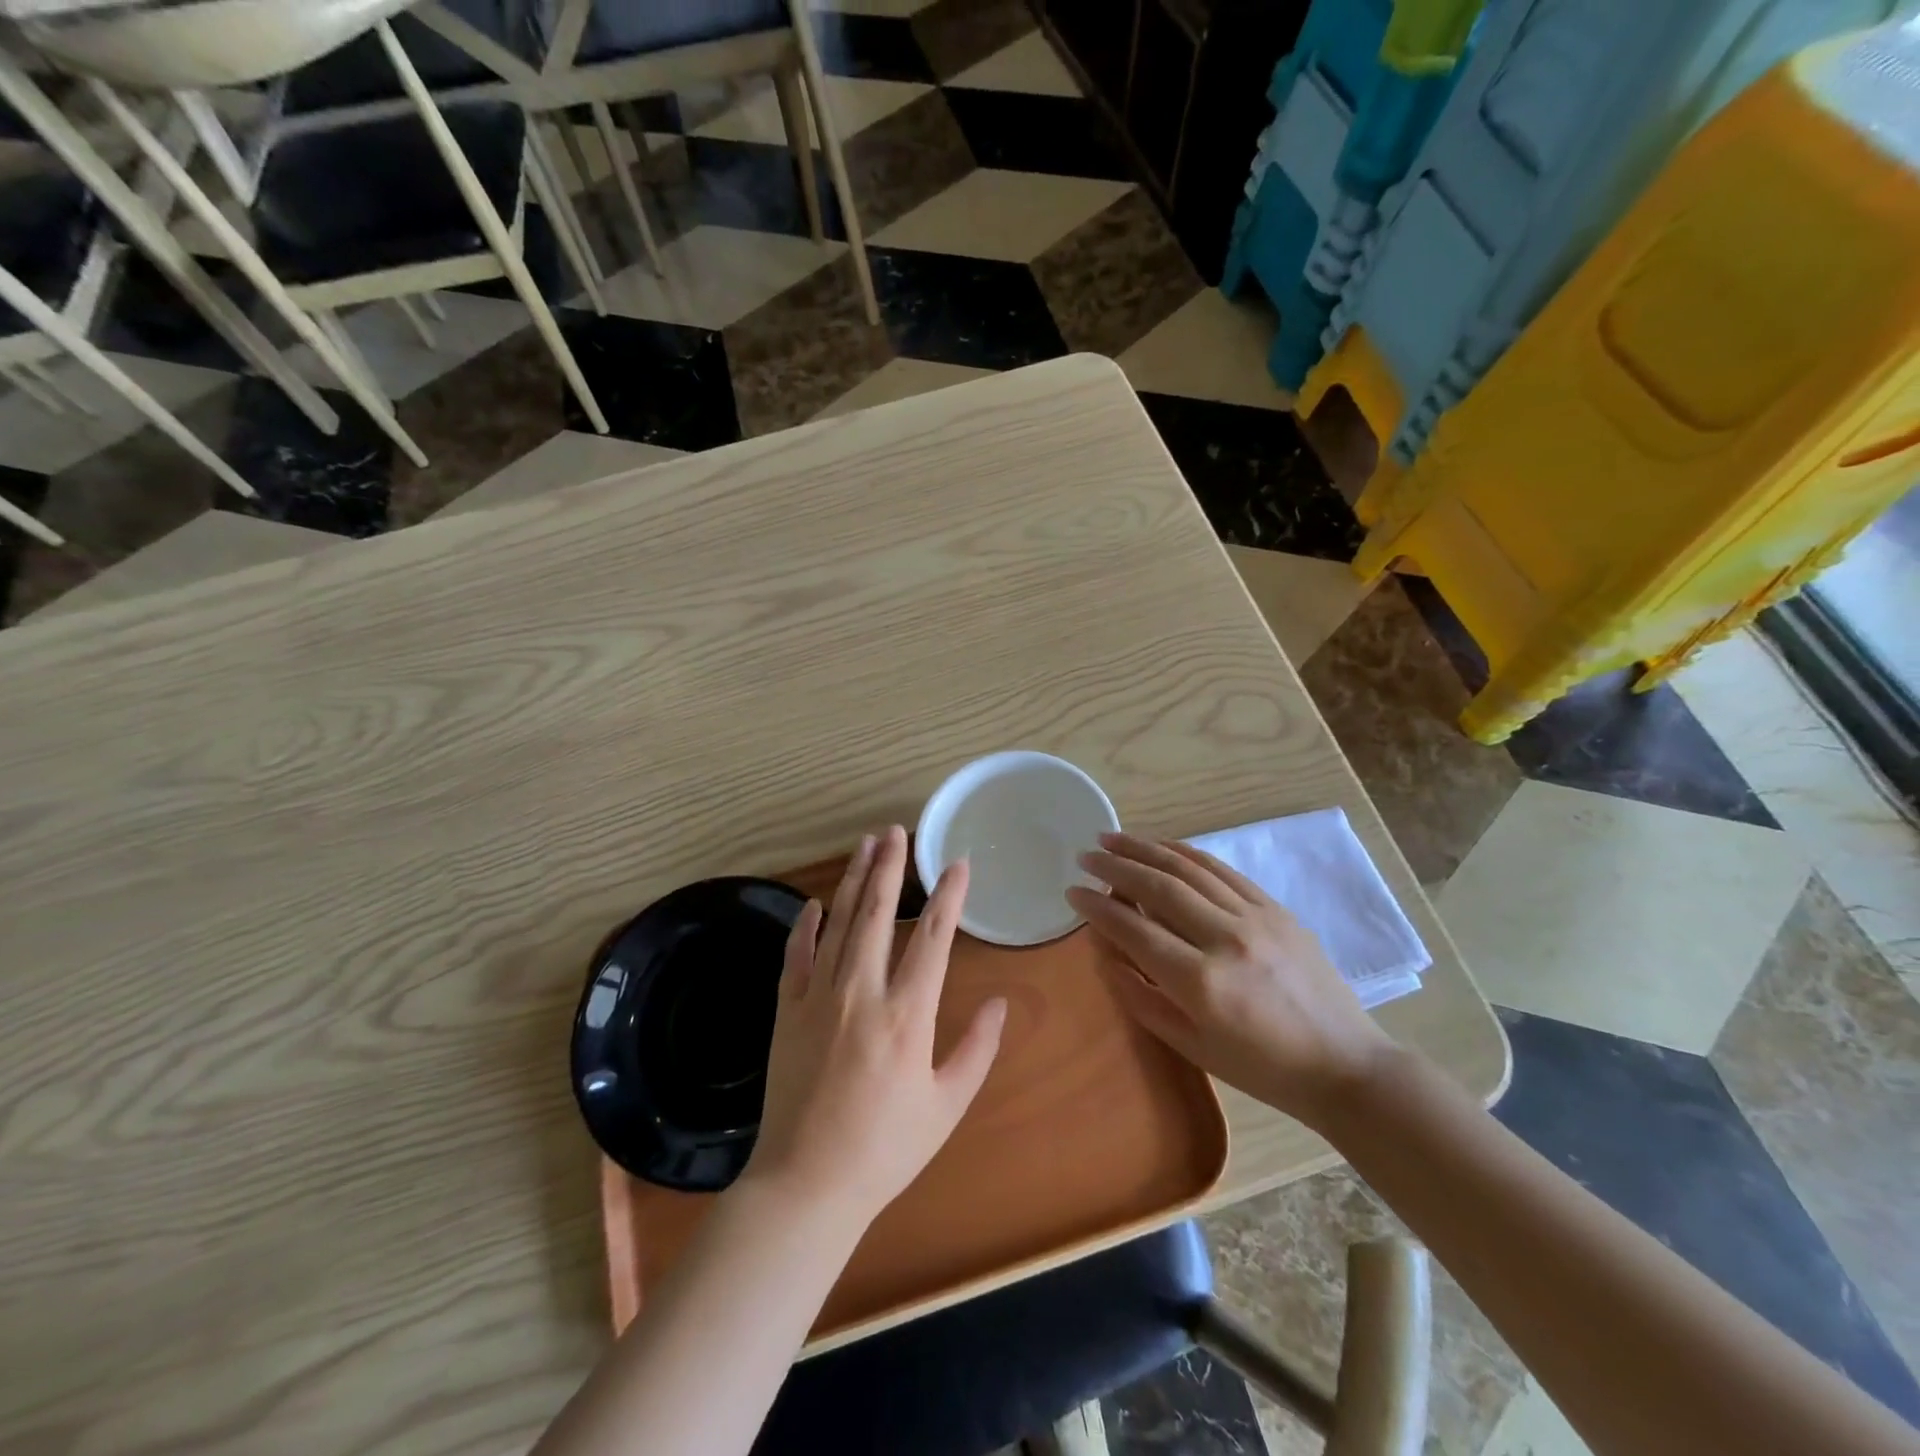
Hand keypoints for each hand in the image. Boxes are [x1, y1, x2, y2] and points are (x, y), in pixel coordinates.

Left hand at [740, 826, 1007, 1223]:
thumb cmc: (885, 1150)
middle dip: (889, 867)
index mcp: (907, 1014)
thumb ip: (978, 1049)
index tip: (957, 863)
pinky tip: (816, 902)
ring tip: (865, 845)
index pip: (934, 937)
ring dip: (854, 880)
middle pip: (878, 913)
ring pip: (839, 923)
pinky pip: (796, 954)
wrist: (805, 1185)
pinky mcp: (787, 1010)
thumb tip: (1002, 1001)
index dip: (948, 895)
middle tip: (896, 831)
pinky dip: (807, 924)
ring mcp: (819, 997)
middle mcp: (862, 992)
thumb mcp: (947, 1106)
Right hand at [1066, 832, 1393, 1128]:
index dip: (1097, 908)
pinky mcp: (1275, 908)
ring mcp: (1255, 917)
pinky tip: (1163, 846)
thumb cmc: (1261, 1068)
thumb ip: (1140, 996)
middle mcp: (1226, 938)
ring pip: (1189, 868)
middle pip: (1159, 887)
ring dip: (1145, 849)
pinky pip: (1222, 870)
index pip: (1134, 929)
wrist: (1343, 1065)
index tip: (1072, 891)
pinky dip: (1187, 853)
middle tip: (1086, 855)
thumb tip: (1106, 951)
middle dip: (1115, 866)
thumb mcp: (1190, 1045)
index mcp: (1201, 982)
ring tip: (1112, 838)